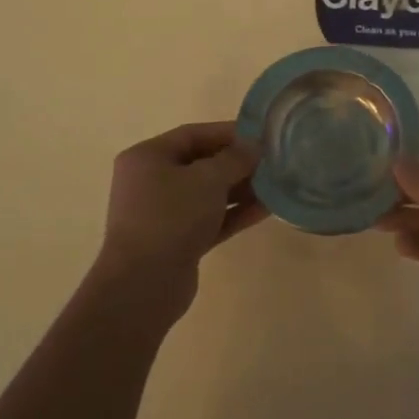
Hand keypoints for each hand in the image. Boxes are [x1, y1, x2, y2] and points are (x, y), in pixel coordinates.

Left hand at [98, 122, 266, 313]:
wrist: (143, 286)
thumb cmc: (171, 217)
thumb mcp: (207, 179)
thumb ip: (234, 159)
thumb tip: (254, 146)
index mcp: (147, 157)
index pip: (192, 135)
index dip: (228, 132)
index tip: (260, 135)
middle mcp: (150, 182)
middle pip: (200, 164)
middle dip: (237, 163)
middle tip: (271, 161)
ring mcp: (162, 214)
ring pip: (207, 194)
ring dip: (240, 189)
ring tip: (275, 185)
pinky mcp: (176, 242)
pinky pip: (209, 219)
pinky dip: (234, 213)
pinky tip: (265, 210)